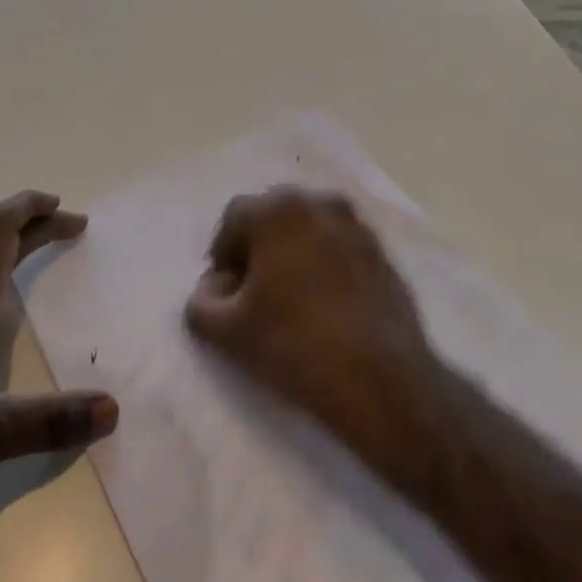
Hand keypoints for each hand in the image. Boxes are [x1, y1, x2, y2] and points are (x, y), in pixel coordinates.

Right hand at [184, 186, 434, 461]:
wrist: (381, 379)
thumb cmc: (294, 345)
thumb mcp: (226, 331)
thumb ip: (200, 301)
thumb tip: (214, 287)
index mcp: (277, 209)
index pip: (234, 218)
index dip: (223, 254)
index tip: (227, 292)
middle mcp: (317, 202)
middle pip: (273, 215)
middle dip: (258, 246)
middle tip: (254, 292)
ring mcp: (355, 224)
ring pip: (308, 228)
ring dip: (292, 251)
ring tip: (291, 297)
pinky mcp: (380, 250)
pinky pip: (338, 245)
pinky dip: (324, 262)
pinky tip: (325, 304)